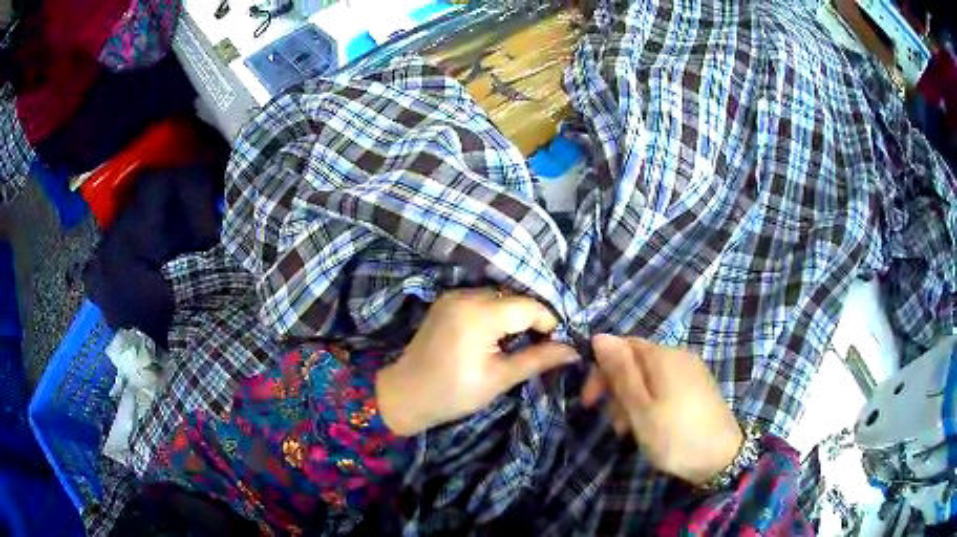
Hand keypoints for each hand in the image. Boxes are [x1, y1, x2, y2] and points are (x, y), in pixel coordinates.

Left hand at [376, 289, 577, 435]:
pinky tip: (496, 336)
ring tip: (518, 343)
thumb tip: (573, 351)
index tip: (555, 346)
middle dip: (532, 319)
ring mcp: (453, 295)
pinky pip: (482, 299)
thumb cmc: (452, 393)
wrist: (405, 394)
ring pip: (500, 296)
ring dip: (514, 315)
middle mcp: (466, 296)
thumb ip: (537, 360)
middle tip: (540, 345)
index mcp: (479, 315)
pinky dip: (496, 313)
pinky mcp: (446, 301)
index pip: (529, 306)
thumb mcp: (499, 379)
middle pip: (515, 298)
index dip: (548, 323)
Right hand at [581, 335, 742, 485]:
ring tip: (630, 431)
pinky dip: (652, 401)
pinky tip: (652, 425)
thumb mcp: (640, 408)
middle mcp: (678, 355)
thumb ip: (620, 372)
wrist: (722, 458)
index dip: (601, 370)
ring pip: (650, 376)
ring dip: (633, 399)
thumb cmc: (674, 435)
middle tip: (613, 423)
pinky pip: (666, 385)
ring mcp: (692, 370)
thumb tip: (600, 336)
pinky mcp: (700, 386)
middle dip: (617, 388)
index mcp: (662, 356)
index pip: (621, 346)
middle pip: (636, 361)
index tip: (590, 402)